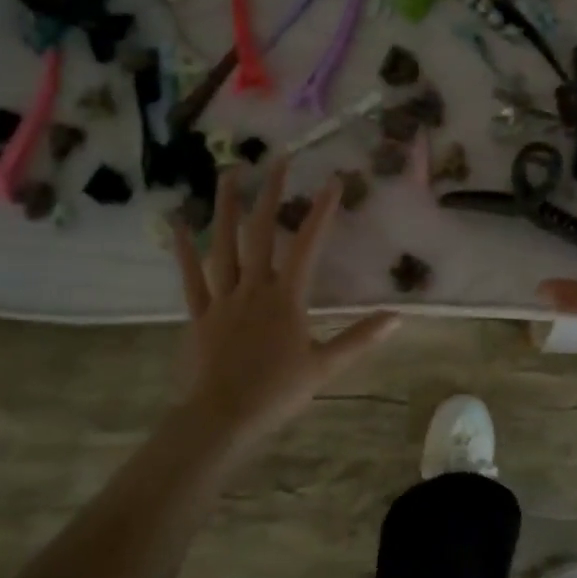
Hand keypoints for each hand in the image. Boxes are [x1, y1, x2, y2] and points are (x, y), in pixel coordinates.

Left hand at [172, 165, 398, 445]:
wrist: (222, 418)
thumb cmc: (277, 393)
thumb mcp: (325, 366)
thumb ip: (360, 338)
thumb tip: (398, 317)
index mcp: (286, 298)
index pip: (308, 245)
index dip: (322, 211)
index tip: (334, 181)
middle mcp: (253, 287)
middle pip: (261, 231)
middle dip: (272, 193)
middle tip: (279, 159)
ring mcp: (222, 298)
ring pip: (223, 244)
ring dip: (226, 207)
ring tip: (230, 172)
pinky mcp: (199, 314)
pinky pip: (190, 277)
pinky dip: (184, 250)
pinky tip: (178, 223)